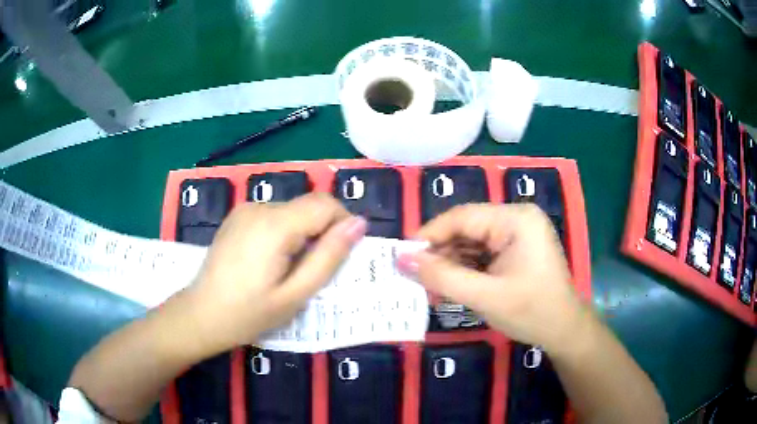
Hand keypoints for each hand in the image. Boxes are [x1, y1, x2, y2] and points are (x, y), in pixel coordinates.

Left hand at [185, 193, 366, 351]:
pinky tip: (269, 260)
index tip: (339, 256)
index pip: (326, 204)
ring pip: (293, 210)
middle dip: (321, 232)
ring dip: (302, 233)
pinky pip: (274, 216)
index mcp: (275, 225)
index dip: (342, 225)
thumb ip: (329, 257)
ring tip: (288, 269)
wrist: (201, 314)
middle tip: (312, 270)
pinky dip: (284, 232)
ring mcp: (245, 209)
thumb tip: (359, 224)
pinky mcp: (237, 216)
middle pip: (309, 206)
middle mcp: (259, 207)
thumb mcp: (296, 294)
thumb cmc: (250, 313)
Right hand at [398, 203, 586, 350]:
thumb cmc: (531, 312)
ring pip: (472, 242)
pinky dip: (465, 269)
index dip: (429, 234)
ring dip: (451, 263)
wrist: (564, 331)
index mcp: (516, 219)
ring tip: (429, 284)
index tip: (402, 255)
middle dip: (440, 253)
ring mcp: (517, 234)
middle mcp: (517, 219)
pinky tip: (450, 285)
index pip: (462, 217)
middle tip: (413, 275)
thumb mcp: (484, 296)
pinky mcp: (516, 250)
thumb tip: (401, 259)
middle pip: (467, 229)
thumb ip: (442, 277)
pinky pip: (482, 253)